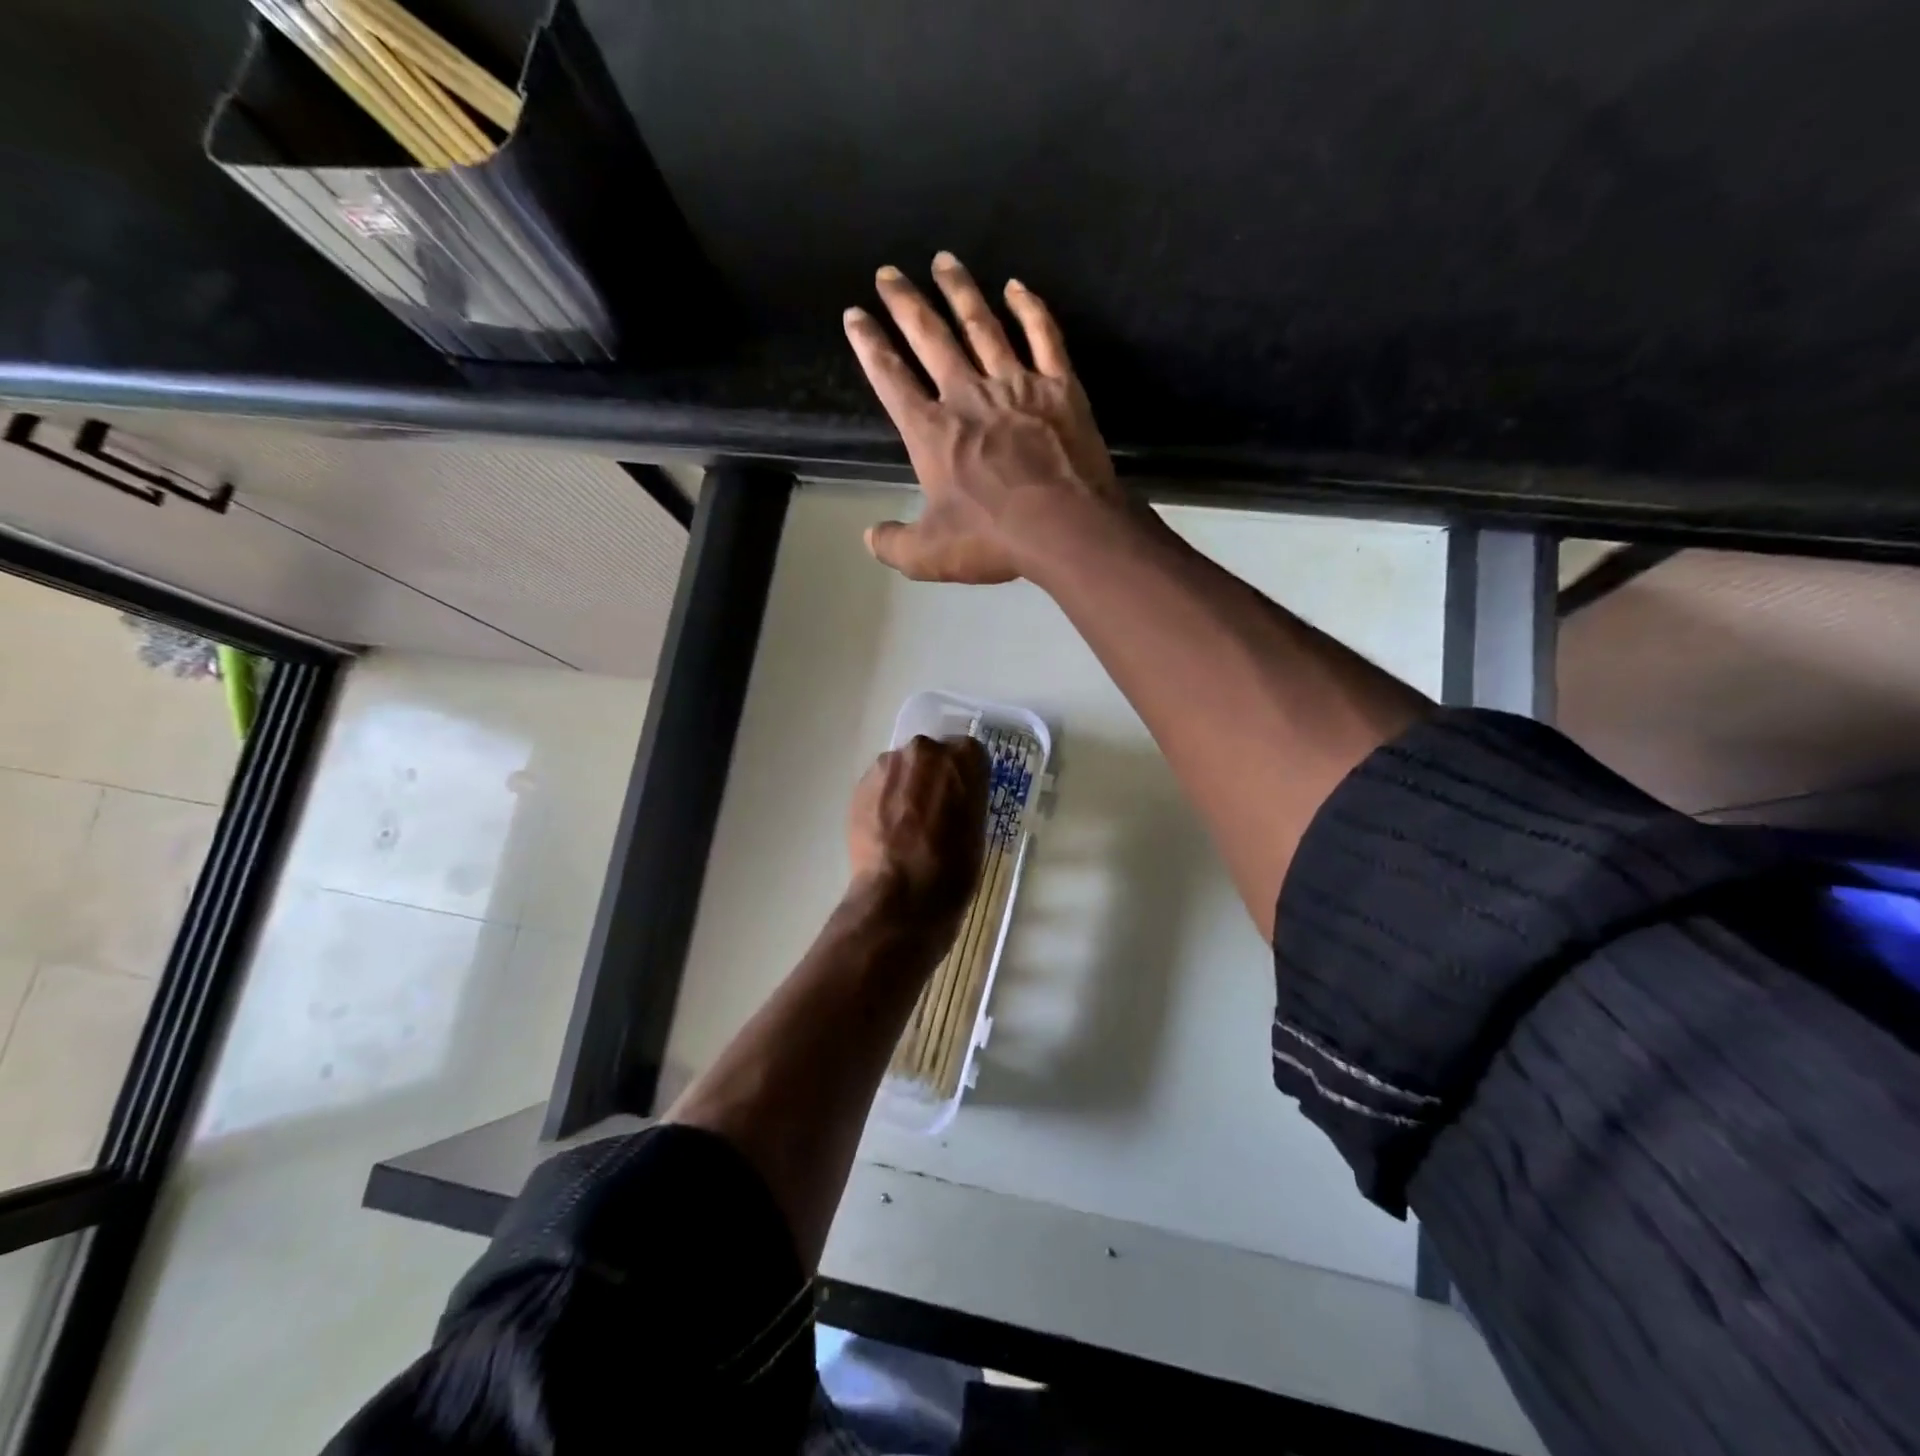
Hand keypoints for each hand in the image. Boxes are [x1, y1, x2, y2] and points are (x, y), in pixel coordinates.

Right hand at [843, 252, 1125, 583]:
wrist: (1065, 526)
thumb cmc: (992, 538)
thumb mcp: (929, 555)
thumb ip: (894, 544)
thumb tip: (869, 537)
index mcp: (932, 432)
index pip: (891, 379)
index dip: (870, 346)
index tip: (855, 315)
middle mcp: (968, 396)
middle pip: (931, 337)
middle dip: (905, 303)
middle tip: (888, 272)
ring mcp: (1016, 385)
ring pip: (982, 325)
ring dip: (960, 291)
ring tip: (944, 261)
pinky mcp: (1058, 387)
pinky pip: (1043, 336)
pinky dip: (1030, 309)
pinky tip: (1017, 287)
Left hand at [846, 735, 989, 925]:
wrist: (902, 896)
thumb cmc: (954, 868)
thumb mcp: (977, 829)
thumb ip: (966, 800)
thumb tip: (953, 799)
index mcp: (964, 758)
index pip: (969, 754)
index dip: (964, 779)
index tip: (961, 800)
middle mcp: (926, 750)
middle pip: (931, 757)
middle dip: (932, 778)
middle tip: (933, 813)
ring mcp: (889, 765)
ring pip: (902, 769)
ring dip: (905, 788)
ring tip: (905, 826)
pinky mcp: (861, 784)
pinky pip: (879, 786)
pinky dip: (883, 801)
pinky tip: (887, 831)